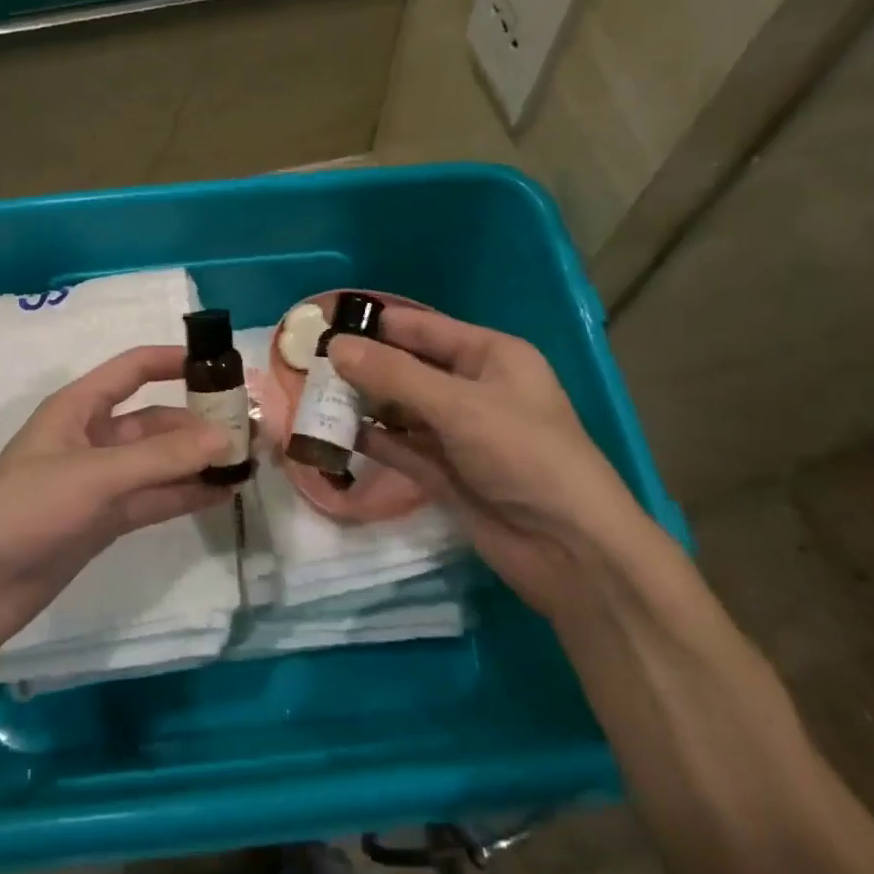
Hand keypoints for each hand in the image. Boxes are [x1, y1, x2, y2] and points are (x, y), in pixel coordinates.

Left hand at [0, 346, 231, 657]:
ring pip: (157, 462)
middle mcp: (91, 437)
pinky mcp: (105, 518)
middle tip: (248, 432)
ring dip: (196, 462)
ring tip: (245, 463)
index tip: (222, 366)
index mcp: (78, 407)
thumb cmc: (29, 508)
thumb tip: (225, 437)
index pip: (133, 370)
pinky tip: (221, 494)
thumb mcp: (97, 474)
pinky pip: (153, 497)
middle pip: (154, 421)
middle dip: (197, 424)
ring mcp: (99, 480)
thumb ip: (163, 456)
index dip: (174, 361)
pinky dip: (184, 494)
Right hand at [328, 310, 650, 610]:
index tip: (323, 324)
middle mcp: (471, 387)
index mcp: (489, 356)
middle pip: (406, 367)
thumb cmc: (524, 455)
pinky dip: (369, 439)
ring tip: (309, 397)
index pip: (421, 328)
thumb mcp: (460, 405)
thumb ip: (394, 375)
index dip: (375, 324)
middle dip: (361, 365)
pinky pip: (398, 446)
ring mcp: (456, 432)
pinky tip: (330, 434)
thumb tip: (335, 346)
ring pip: (398, 408)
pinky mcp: (443, 471)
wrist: (569, 548)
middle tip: (305, 364)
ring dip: (360, 403)